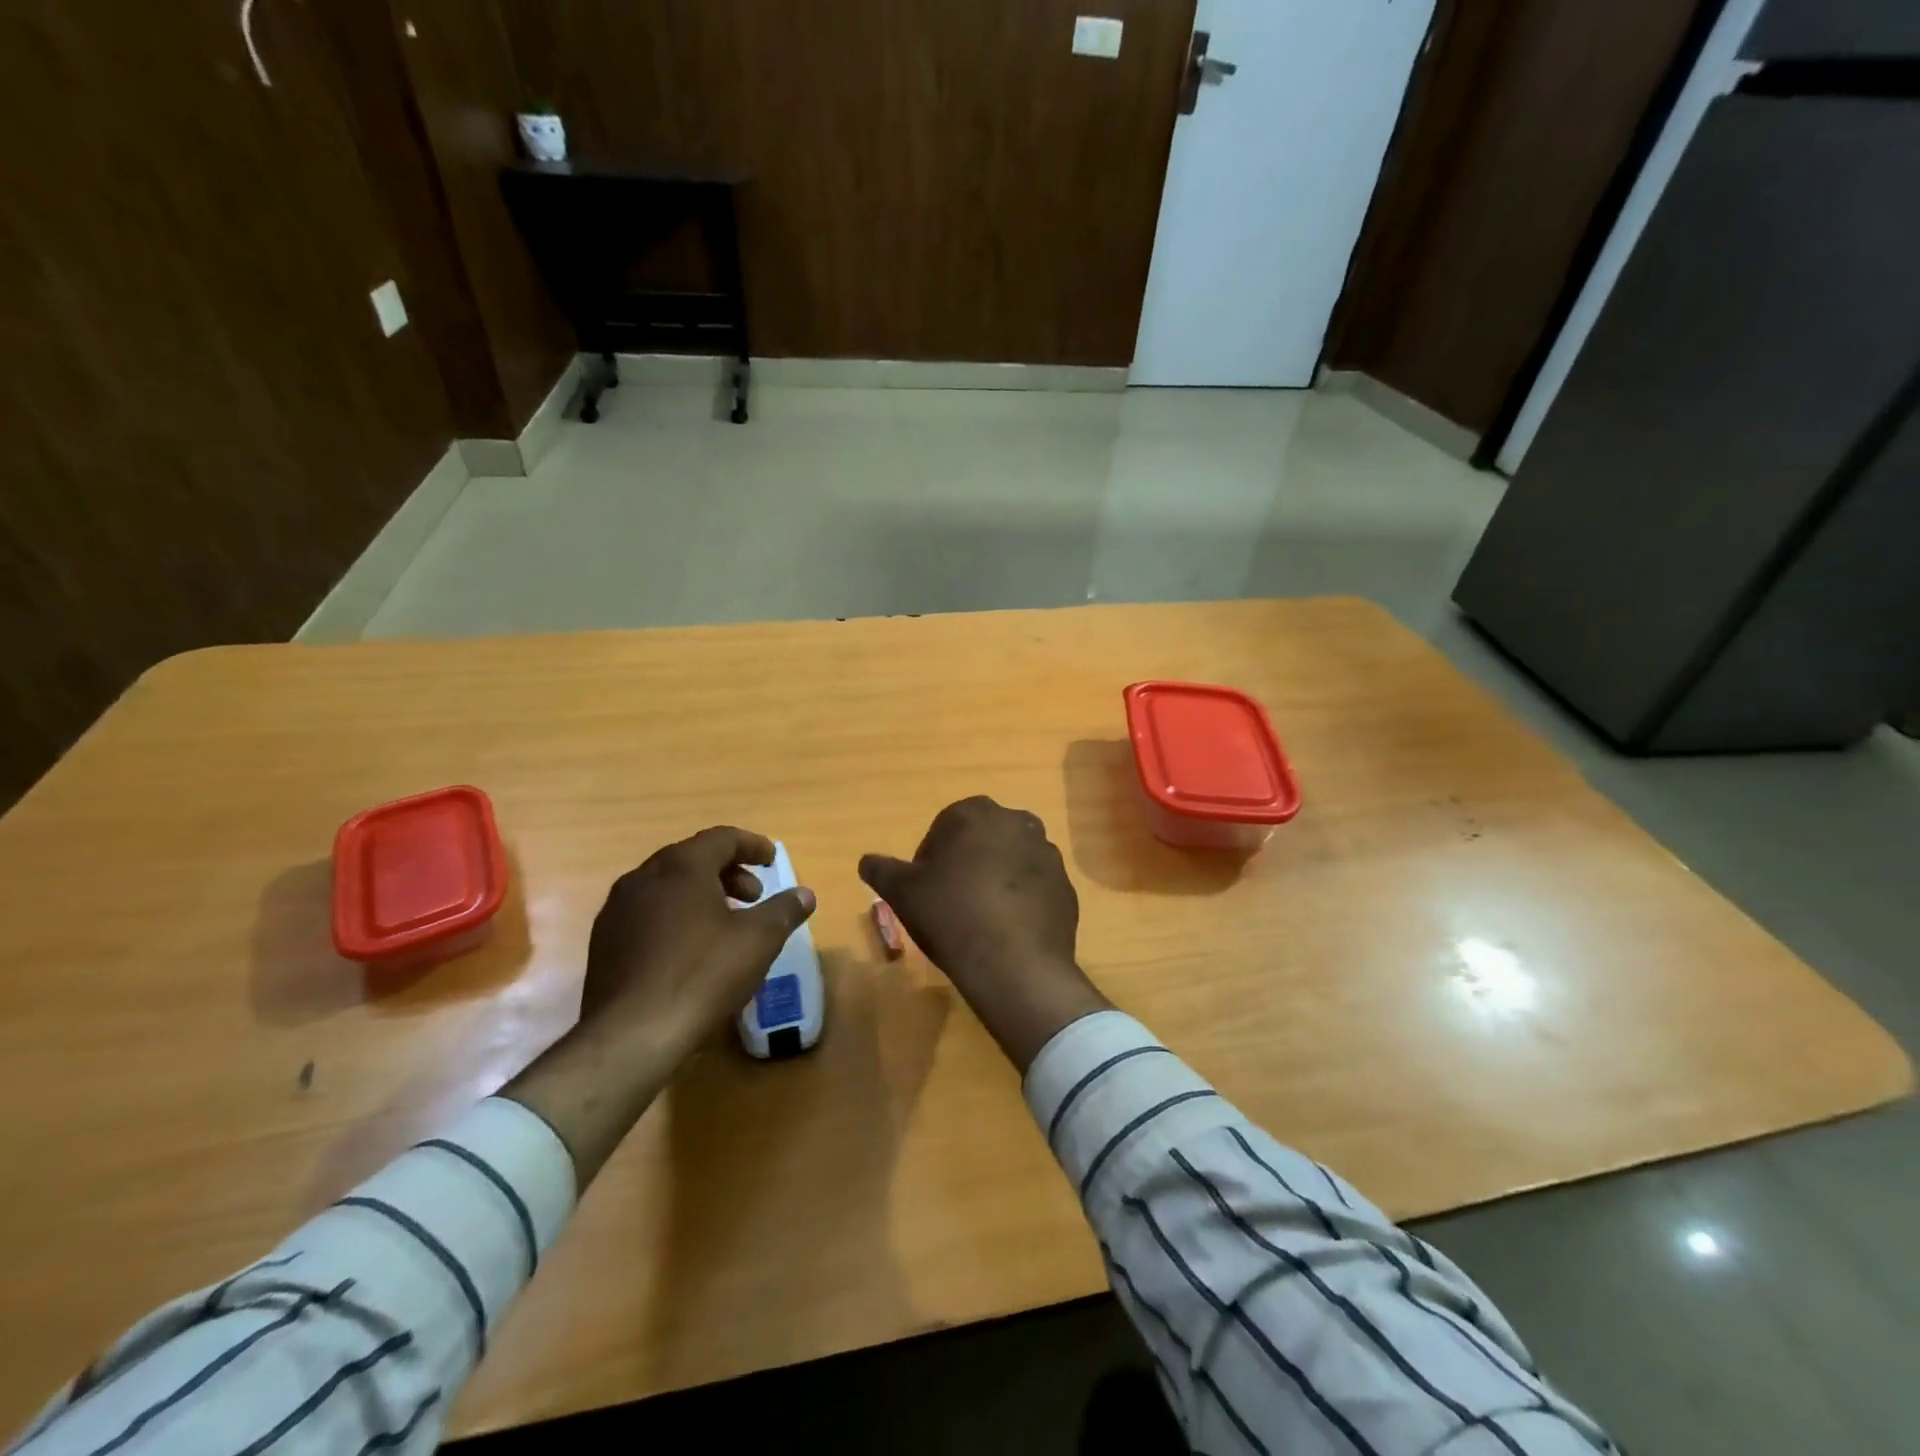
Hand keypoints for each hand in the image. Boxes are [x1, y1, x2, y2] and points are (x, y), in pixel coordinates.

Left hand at [578, 827, 816, 1054]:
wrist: (631, 1035)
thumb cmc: (702, 975)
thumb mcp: (759, 940)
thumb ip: (784, 910)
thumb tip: (805, 894)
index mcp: (681, 867)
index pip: (722, 838)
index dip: (752, 846)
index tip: (772, 860)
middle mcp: (644, 877)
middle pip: (692, 858)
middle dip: (728, 872)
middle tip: (753, 896)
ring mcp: (618, 910)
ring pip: (667, 886)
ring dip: (701, 894)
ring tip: (725, 924)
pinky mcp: (604, 942)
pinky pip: (648, 912)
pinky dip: (676, 915)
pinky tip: (690, 949)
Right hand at [860, 797, 1110, 1071]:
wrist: (1014, 964)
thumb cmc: (951, 915)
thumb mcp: (904, 893)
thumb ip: (883, 870)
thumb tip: (866, 861)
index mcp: (977, 813)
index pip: (946, 825)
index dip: (931, 857)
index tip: (925, 888)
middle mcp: (1017, 822)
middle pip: (982, 840)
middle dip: (966, 862)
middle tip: (950, 901)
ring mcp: (1048, 854)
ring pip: (1011, 861)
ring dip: (996, 879)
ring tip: (980, 918)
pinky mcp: (1066, 887)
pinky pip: (1035, 887)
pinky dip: (1021, 900)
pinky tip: (1007, 930)